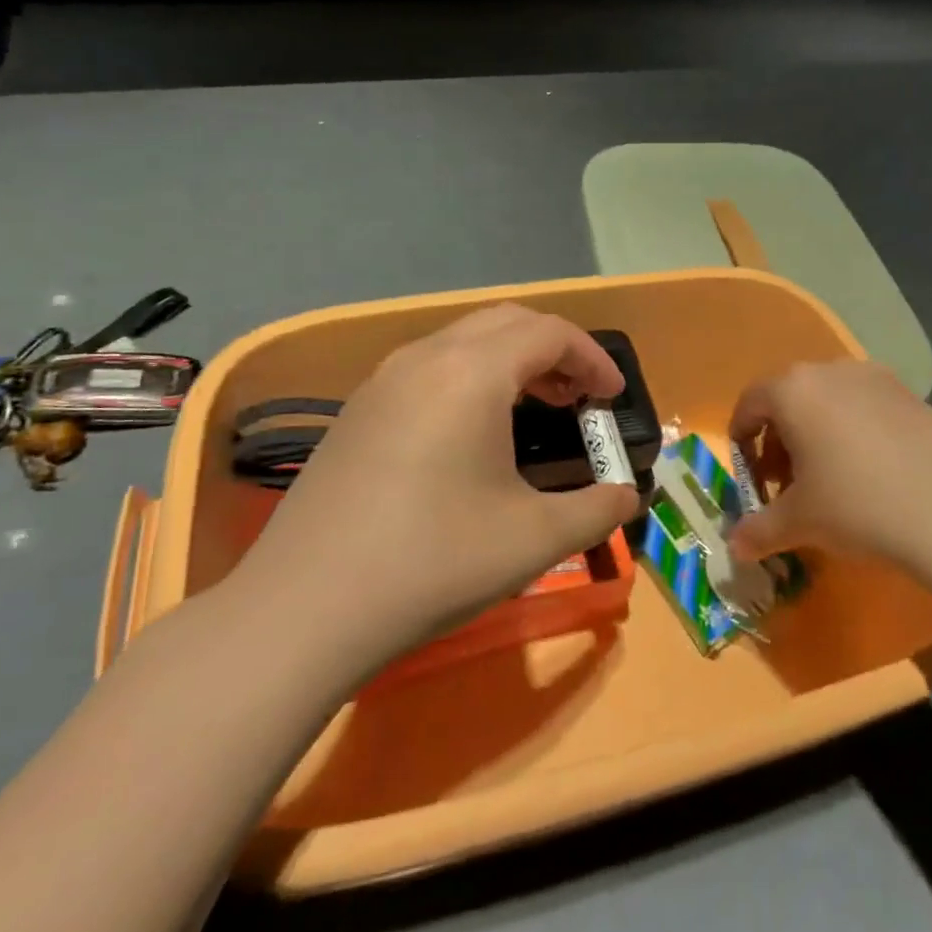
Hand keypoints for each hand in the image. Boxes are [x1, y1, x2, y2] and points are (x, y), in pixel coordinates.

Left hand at [228, 305, 639, 678]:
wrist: (304, 609)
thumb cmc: (433, 562)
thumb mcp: (533, 539)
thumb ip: (596, 509)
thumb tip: (628, 497)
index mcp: (472, 372)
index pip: (550, 332)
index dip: (592, 359)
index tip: (612, 399)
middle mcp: (425, 358)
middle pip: (507, 322)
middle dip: (554, 350)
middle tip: (579, 398)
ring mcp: (382, 381)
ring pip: (463, 340)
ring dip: (510, 361)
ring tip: (533, 409)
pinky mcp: (357, 411)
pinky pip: (429, 368)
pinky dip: (470, 378)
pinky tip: (471, 434)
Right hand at [727, 359, 931, 576]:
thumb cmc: (858, 506)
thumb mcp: (799, 523)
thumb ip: (759, 531)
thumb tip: (735, 547)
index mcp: (793, 390)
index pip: (750, 404)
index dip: (741, 440)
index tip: (749, 476)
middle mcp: (831, 371)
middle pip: (789, 399)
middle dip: (779, 441)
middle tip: (785, 485)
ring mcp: (876, 378)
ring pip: (828, 401)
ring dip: (816, 435)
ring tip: (828, 481)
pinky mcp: (912, 395)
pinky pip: (865, 407)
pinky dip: (854, 432)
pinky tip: (871, 474)